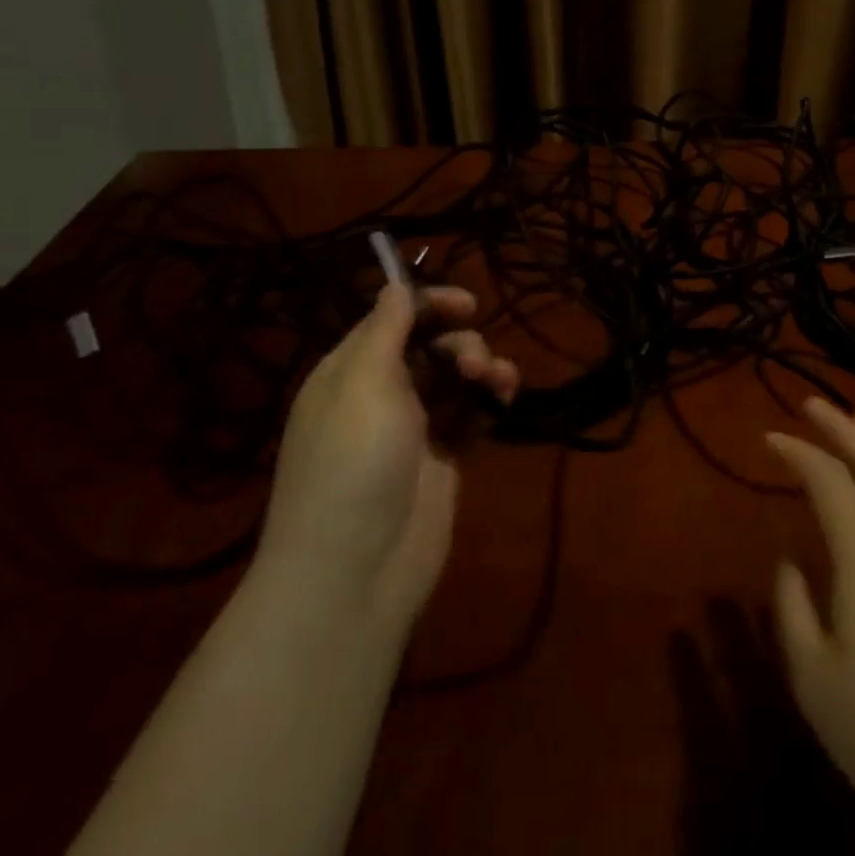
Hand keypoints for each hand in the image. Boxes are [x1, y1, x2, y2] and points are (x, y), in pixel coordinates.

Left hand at [259, 283, 518, 631]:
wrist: (357, 570)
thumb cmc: (354, 463)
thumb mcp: (364, 382)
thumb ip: (386, 329)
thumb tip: (395, 285)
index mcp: (349, 371)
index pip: (392, 319)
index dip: (429, 304)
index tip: (468, 304)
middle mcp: (380, 393)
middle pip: (428, 345)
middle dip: (459, 342)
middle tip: (473, 362)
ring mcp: (413, 428)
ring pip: (455, 377)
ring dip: (481, 368)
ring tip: (497, 383)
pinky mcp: (443, 458)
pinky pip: (470, 413)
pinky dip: (488, 400)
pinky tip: (505, 401)